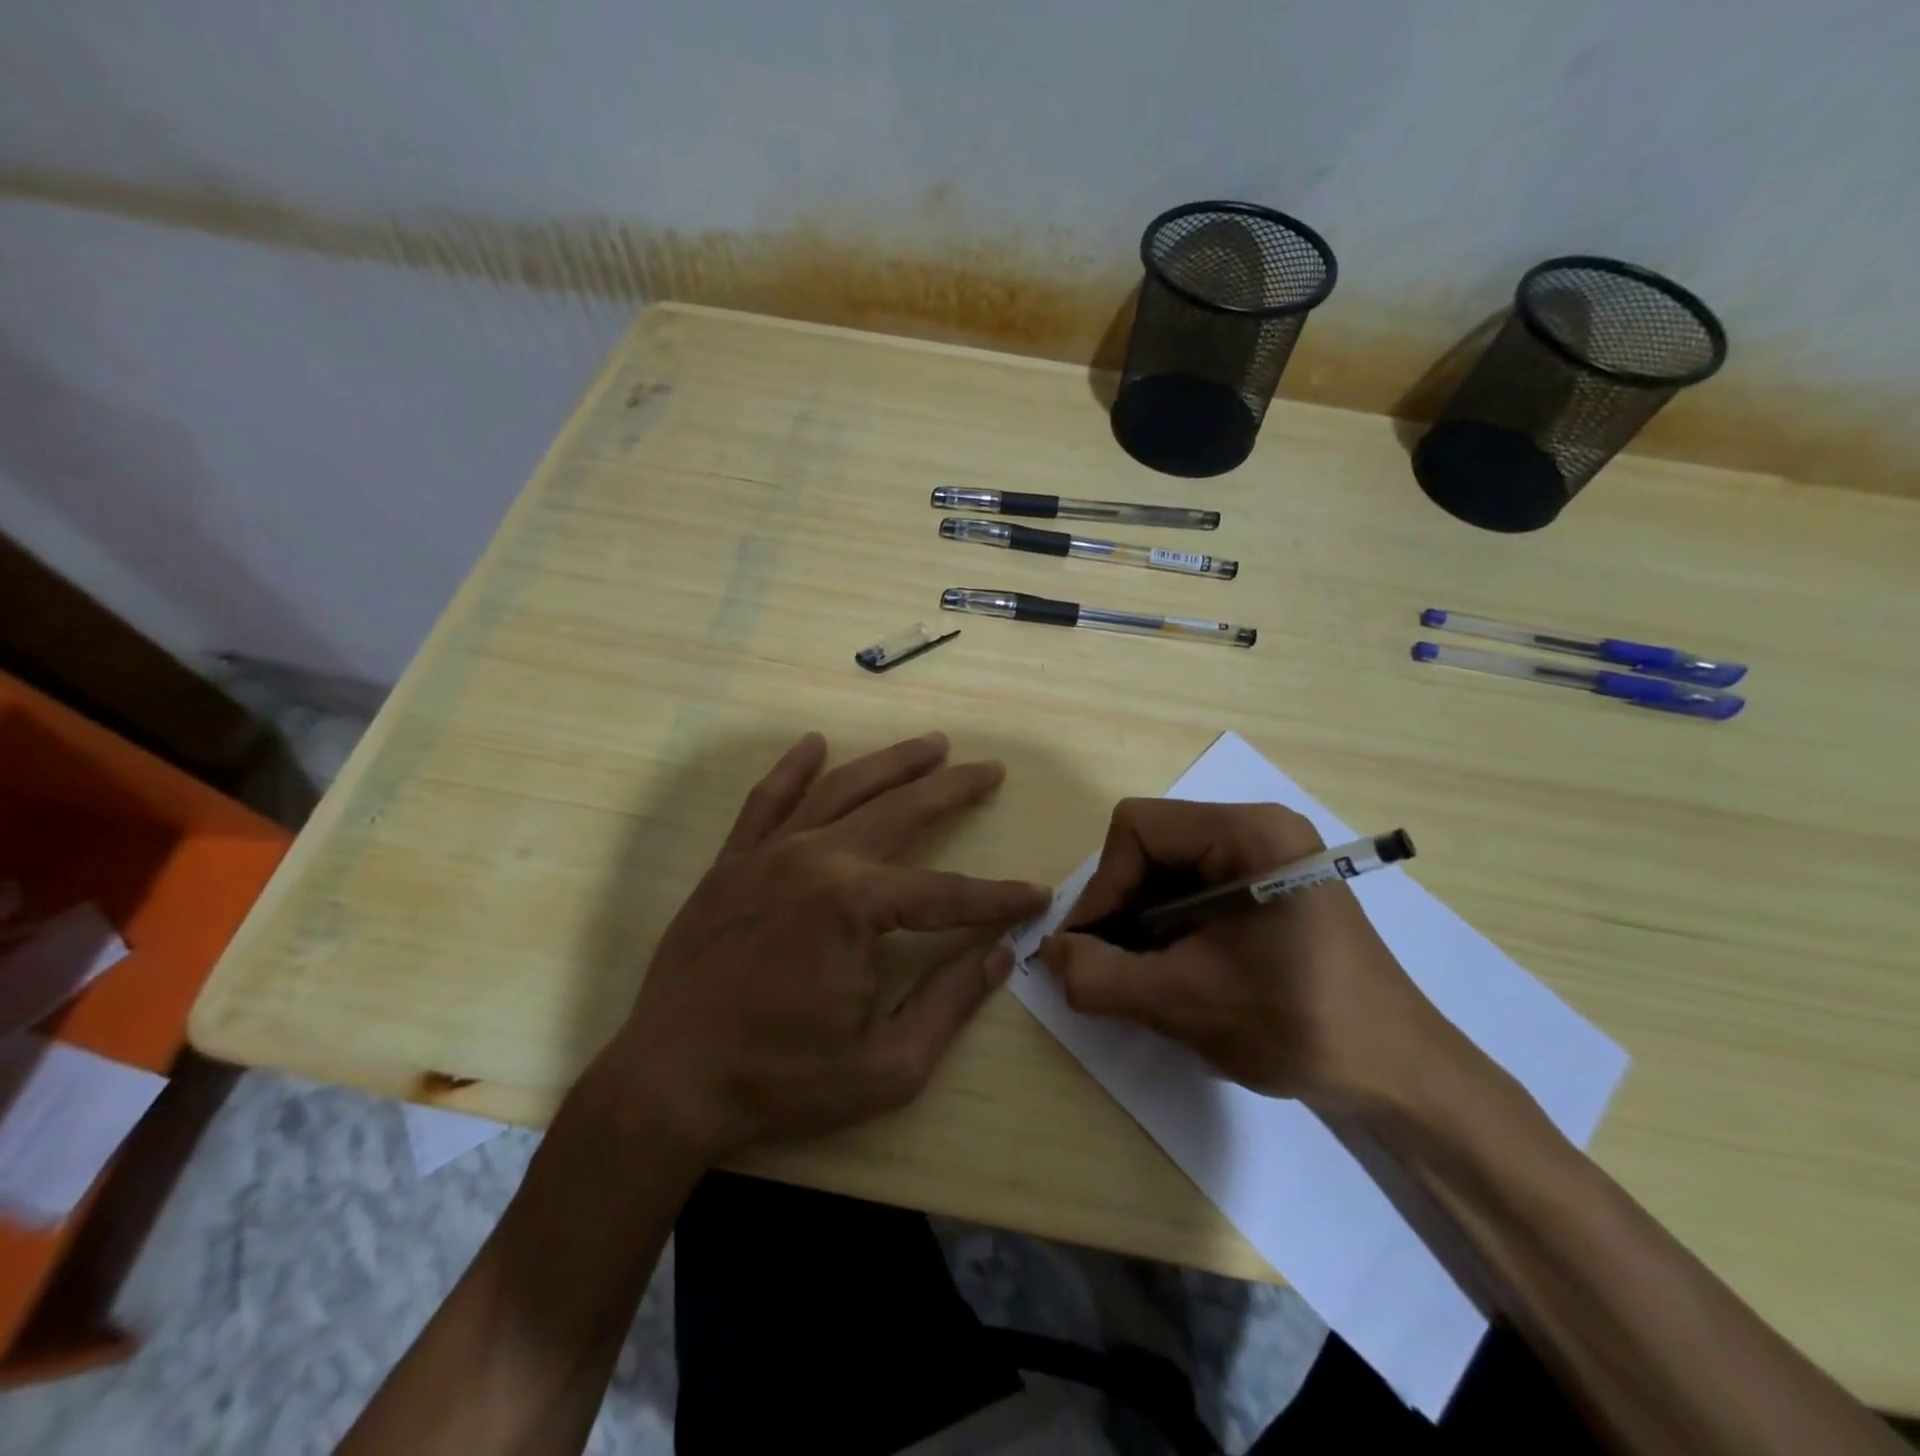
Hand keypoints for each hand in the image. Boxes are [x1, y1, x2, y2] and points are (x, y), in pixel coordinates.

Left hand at [600, 731, 1050, 1163]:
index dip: (996, 898)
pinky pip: (766, 801)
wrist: (668, 1085)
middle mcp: (815, 860)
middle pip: (900, 811)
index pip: (946, 893)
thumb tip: (999, 954)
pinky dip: (793, 768)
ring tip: (932, 744)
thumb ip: (950, 1003)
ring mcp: (768, 855)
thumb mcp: (887, 1066)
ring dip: (891, 763)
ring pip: (841, 790)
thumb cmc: (782, 1081)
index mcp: (854, 906)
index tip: (1035, 896)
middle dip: (952, 789)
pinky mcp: (730, 863)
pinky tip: (814, 743)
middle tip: (989, 770)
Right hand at [1037, 799, 1455, 1115]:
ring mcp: (1267, 859)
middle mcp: (1258, 830)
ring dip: (1141, 922)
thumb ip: (1102, 976)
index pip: (1138, 828)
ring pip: (1168, 871)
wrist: (1399, 1075)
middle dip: (1121, 906)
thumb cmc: (1300, 1025)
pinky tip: (1171, 973)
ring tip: (1138, 976)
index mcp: (1250, 833)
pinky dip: (1167, 929)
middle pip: (1152, 846)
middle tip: (1107, 966)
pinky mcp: (1269, 890)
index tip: (1088, 948)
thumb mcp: (1186, 1001)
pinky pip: (1194, 892)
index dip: (1103, 885)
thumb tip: (1048, 953)